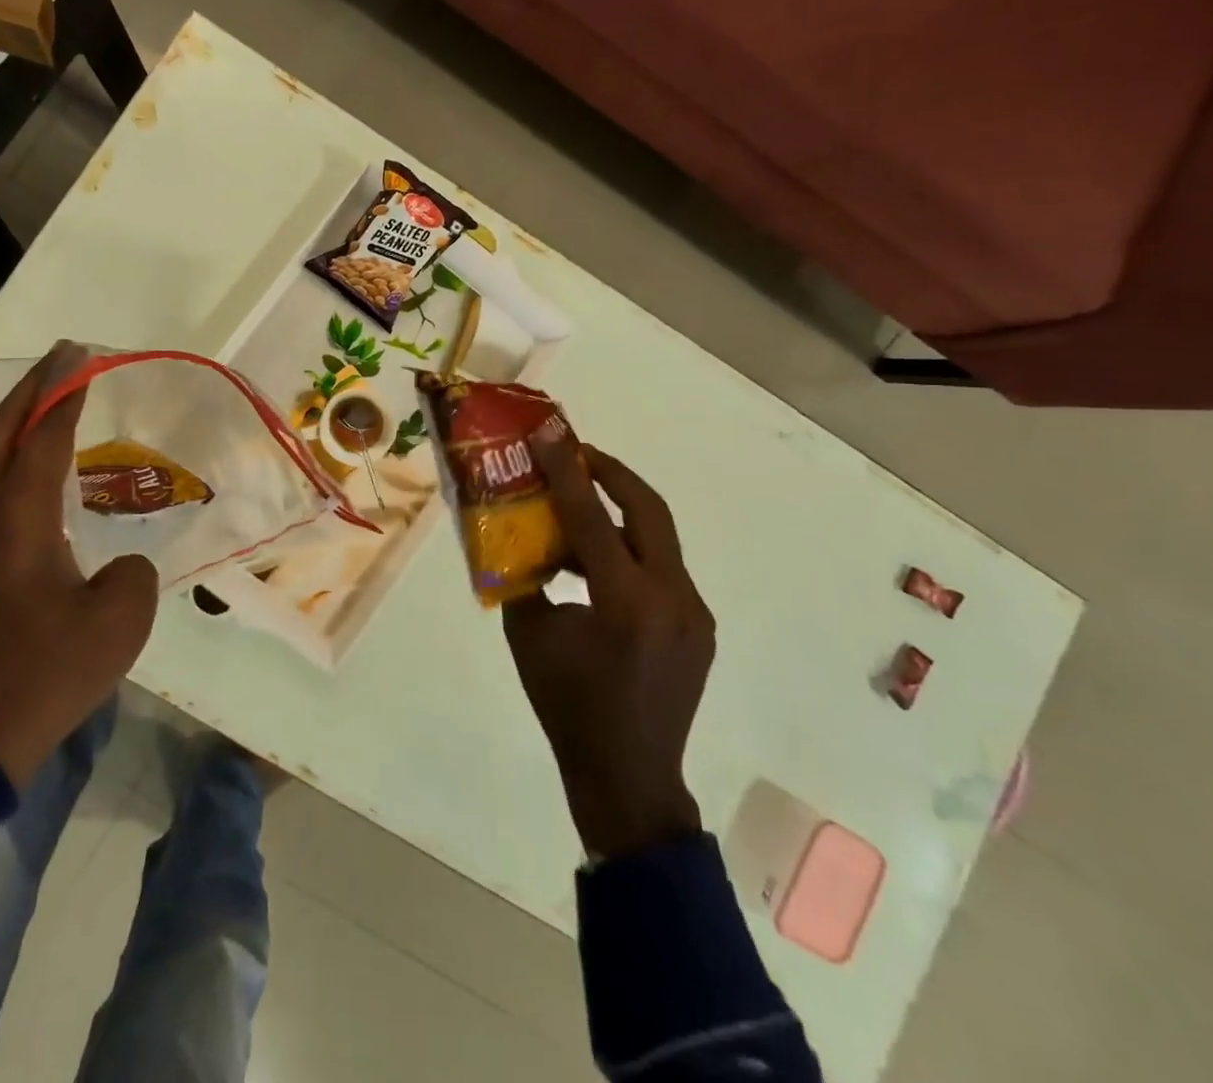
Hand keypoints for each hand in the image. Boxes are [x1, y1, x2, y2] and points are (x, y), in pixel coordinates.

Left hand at [0, 342, 158, 788]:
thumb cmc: (46, 673)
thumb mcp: (118, 622)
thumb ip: (131, 572)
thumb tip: (117, 561)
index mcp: (17, 524)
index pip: (41, 440)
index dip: (62, 396)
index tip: (80, 358)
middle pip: (1, 436)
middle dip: (32, 391)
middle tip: (64, 358)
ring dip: (20, 423)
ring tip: (56, 402)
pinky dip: (16, 460)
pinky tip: (42, 471)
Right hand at [502, 430, 714, 859]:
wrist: (627, 777)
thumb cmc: (567, 707)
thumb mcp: (529, 636)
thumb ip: (526, 578)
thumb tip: (515, 536)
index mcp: (627, 603)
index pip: (592, 519)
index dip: (567, 472)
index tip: (550, 434)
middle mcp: (673, 599)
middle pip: (649, 511)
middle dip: (612, 473)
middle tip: (576, 453)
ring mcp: (693, 613)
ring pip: (658, 539)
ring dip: (618, 512)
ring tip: (578, 501)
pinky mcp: (697, 626)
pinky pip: (660, 570)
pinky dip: (627, 551)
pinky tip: (594, 562)